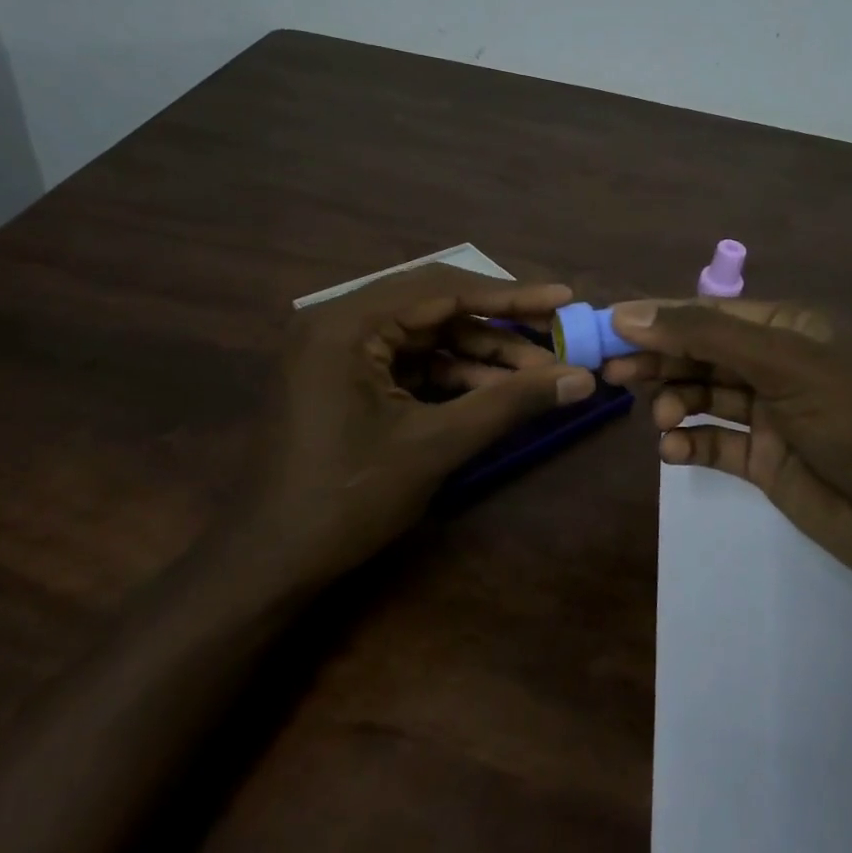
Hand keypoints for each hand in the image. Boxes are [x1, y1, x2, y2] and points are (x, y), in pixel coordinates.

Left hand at [247, 265, 595, 584]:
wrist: (269, 563)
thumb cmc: (346, 499)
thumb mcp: (435, 445)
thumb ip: (509, 404)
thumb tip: (582, 379)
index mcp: (348, 322)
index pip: (442, 289)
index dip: (509, 295)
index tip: (562, 297)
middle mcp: (338, 321)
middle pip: (434, 307)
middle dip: (497, 326)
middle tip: (554, 335)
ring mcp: (337, 349)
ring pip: (424, 336)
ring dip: (478, 355)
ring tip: (537, 376)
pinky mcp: (342, 377)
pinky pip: (407, 362)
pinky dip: (449, 375)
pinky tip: (493, 392)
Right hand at [602, 299, 851, 595]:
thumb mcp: (786, 365)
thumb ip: (707, 336)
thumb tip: (629, 313)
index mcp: (790, 327)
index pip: (708, 313)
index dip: (657, 318)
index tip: (606, 328)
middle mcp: (778, 364)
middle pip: (701, 353)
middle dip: (658, 361)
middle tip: (611, 374)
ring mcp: (772, 414)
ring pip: (703, 397)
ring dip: (675, 404)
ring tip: (660, 420)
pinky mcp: (767, 461)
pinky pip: (715, 443)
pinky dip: (690, 444)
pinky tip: (674, 451)